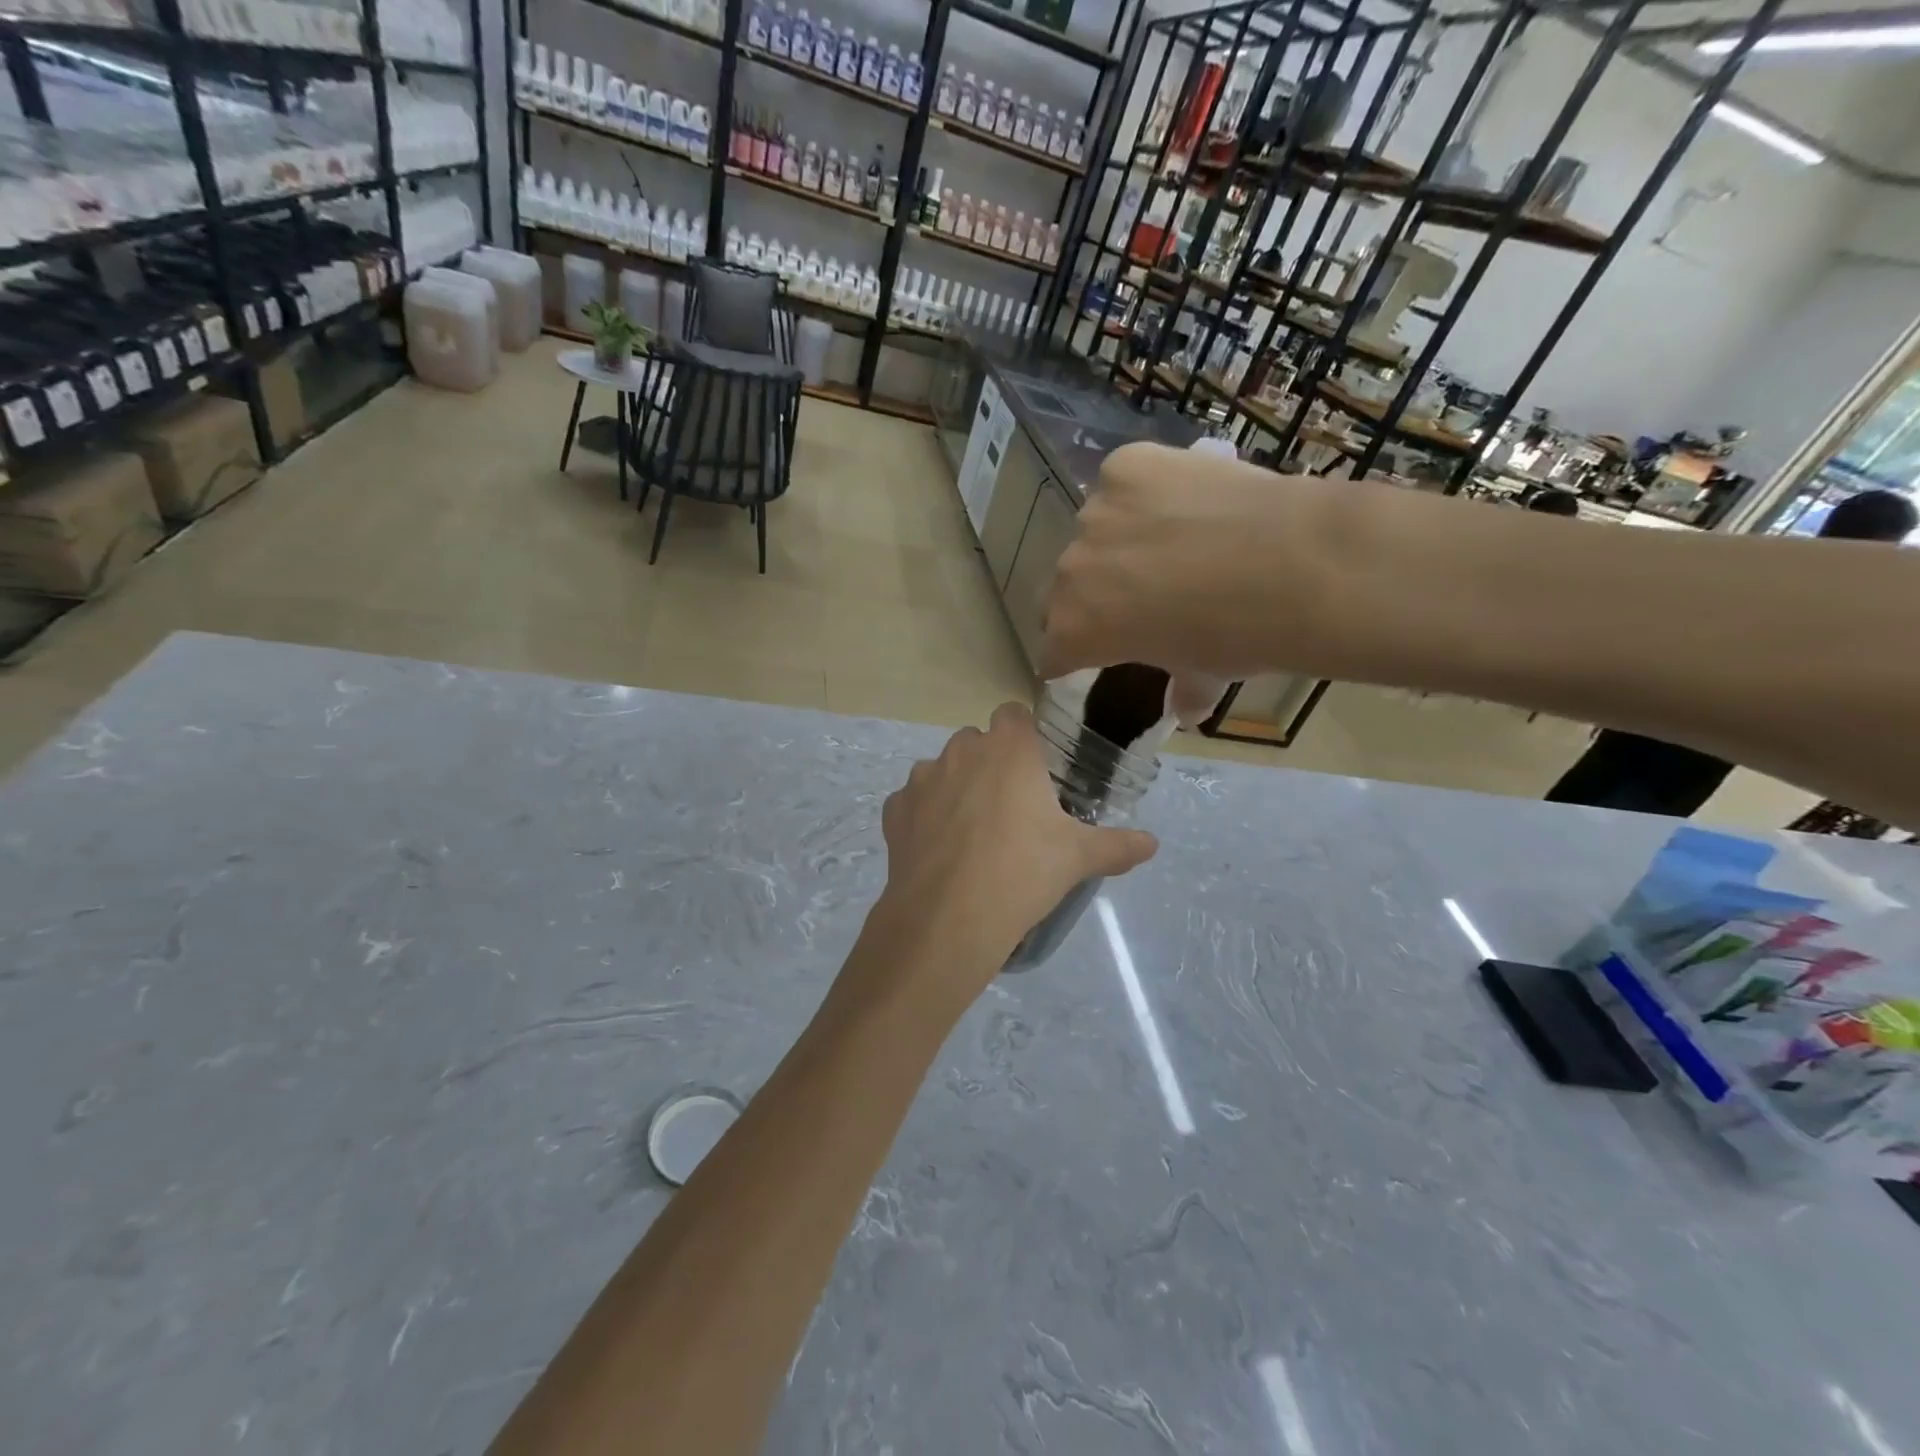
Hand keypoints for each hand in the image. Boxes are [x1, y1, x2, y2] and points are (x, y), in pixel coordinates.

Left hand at [860, 704, 1156, 1016]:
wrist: (948, 918)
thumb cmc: (1022, 873)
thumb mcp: (1078, 858)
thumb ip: (1117, 845)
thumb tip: (1152, 844)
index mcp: (1008, 749)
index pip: (1014, 715)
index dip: (1024, 736)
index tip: (1035, 769)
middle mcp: (961, 751)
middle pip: (977, 742)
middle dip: (990, 764)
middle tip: (1010, 808)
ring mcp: (921, 778)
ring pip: (942, 770)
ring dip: (956, 788)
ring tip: (972, 834)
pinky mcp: (894, 810)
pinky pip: (913, 802)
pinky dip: (925, 817)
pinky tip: (940, 851)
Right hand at [1041, 442, 1328, 718]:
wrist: (1293, 564)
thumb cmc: (1239, 637)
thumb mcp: (1204, 674)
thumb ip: (1183, 689)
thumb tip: (1186, 708)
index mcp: (1074, 631)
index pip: (1053, 650)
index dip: (1072, 655)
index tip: (1096, 653)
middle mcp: (1070, 572)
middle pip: (1067, 589)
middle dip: (1094, 595)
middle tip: (1140, 596)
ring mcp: (1094, 513)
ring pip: (1095, 532)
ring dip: (1119, 541)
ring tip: (1173, 540)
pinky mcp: (1126, 465)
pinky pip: (1123, 482)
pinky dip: (1145, 492)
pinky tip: (1184, 499)